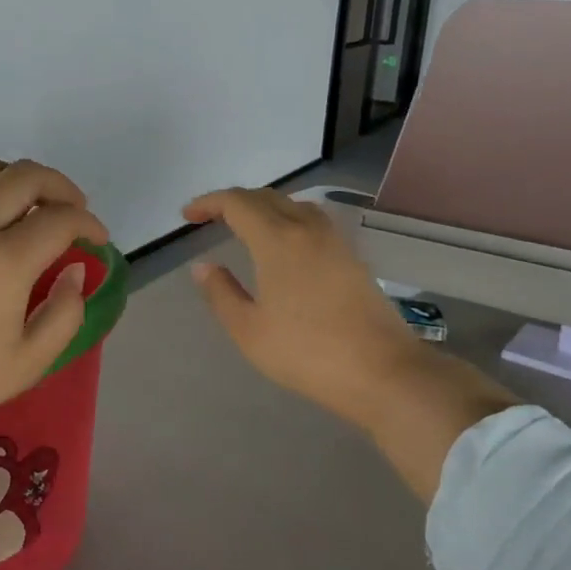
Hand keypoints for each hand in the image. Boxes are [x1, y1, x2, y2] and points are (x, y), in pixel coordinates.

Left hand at [0, 159, 106, 507]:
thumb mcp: (29, 362)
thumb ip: (65, 313)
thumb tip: (75, 270)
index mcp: (6, 260)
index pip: (61, 219)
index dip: (89, 224)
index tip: (96, 239)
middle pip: (27, 176)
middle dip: (61, 187)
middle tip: (71, 210)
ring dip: (14, 179)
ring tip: (24, 204)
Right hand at [182, 188, 516, 499]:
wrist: (383, 372)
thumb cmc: (307, 352)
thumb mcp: (249, 330)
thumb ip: (221, 293)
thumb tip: (203, 267)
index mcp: (278, 240)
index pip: (237, 203)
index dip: (209, 203)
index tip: (187, 216)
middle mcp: (307, 229)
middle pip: (266, 198)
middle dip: (233, 202)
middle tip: (209, 219)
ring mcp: (335, 241)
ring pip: (293, 205)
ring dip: (263, 208)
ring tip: (244, 228)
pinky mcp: (352, 257)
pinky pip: (312, 221)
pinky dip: (287, 220)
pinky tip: (284, 246)